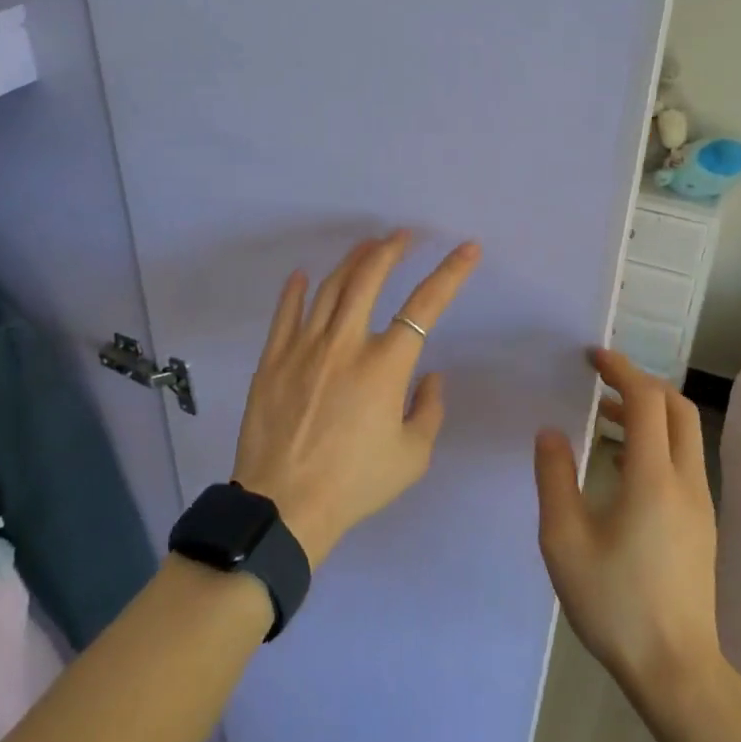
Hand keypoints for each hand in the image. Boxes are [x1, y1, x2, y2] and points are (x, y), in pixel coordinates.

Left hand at [231, 231, 479, 564]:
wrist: (284, 505)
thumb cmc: (355, 483)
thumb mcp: (411, 456)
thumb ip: (428, 409)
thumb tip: (429, 375)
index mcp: (385, 365)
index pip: (426, 305)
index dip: (450, 273)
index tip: (467, 249)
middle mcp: (346, 343)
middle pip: (369, 277)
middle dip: (391, 249)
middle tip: (403, 236)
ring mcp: (304, 346)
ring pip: (330, 287)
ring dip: (351, 260)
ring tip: (365, 246)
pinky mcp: (273, 358)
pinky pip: (285, 313)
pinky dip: (295, 289)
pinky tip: (302, 275)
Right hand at [534, 350, 720, 701]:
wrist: (676, 672)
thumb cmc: (615, 603)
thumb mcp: (564, 540)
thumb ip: (554, 477)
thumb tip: (552, 432)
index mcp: (653, 479)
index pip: (646, 400)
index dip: (621, 370)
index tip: (592, 356)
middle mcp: (685, 482)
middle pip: (676, 408)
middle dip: (640, 382)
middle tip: (600, 379)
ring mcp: (699, 504)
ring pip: (683, 434)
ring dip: (647, 412)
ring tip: (602, 415)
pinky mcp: (700, 524)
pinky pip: (681, 461)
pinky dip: (654, 440)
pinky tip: (619, 463)